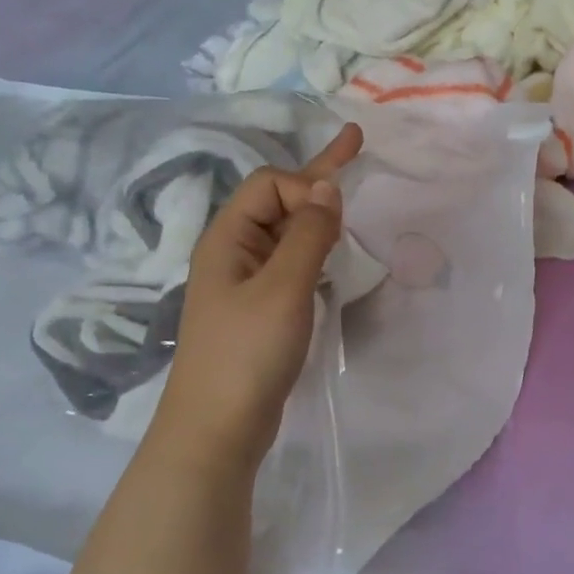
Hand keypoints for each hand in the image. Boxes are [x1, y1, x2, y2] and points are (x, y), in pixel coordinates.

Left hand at [156, 124, 363, 474]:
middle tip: (356, 144)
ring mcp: (245, 284)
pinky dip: (316, 252)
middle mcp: (233, 253)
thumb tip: (328, 188)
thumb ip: (308, 236)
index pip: (270, 184)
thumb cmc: (247, 354)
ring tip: (351, 201)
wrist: (217, 430)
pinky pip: (290, 265)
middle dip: (316, 178)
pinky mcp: (260, 312)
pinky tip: (334, 257)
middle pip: (276, 201)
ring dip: (318, 216)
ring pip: (286, 234)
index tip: (339, 216)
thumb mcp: (283, 289)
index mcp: (228, 238)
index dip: (306, 187)